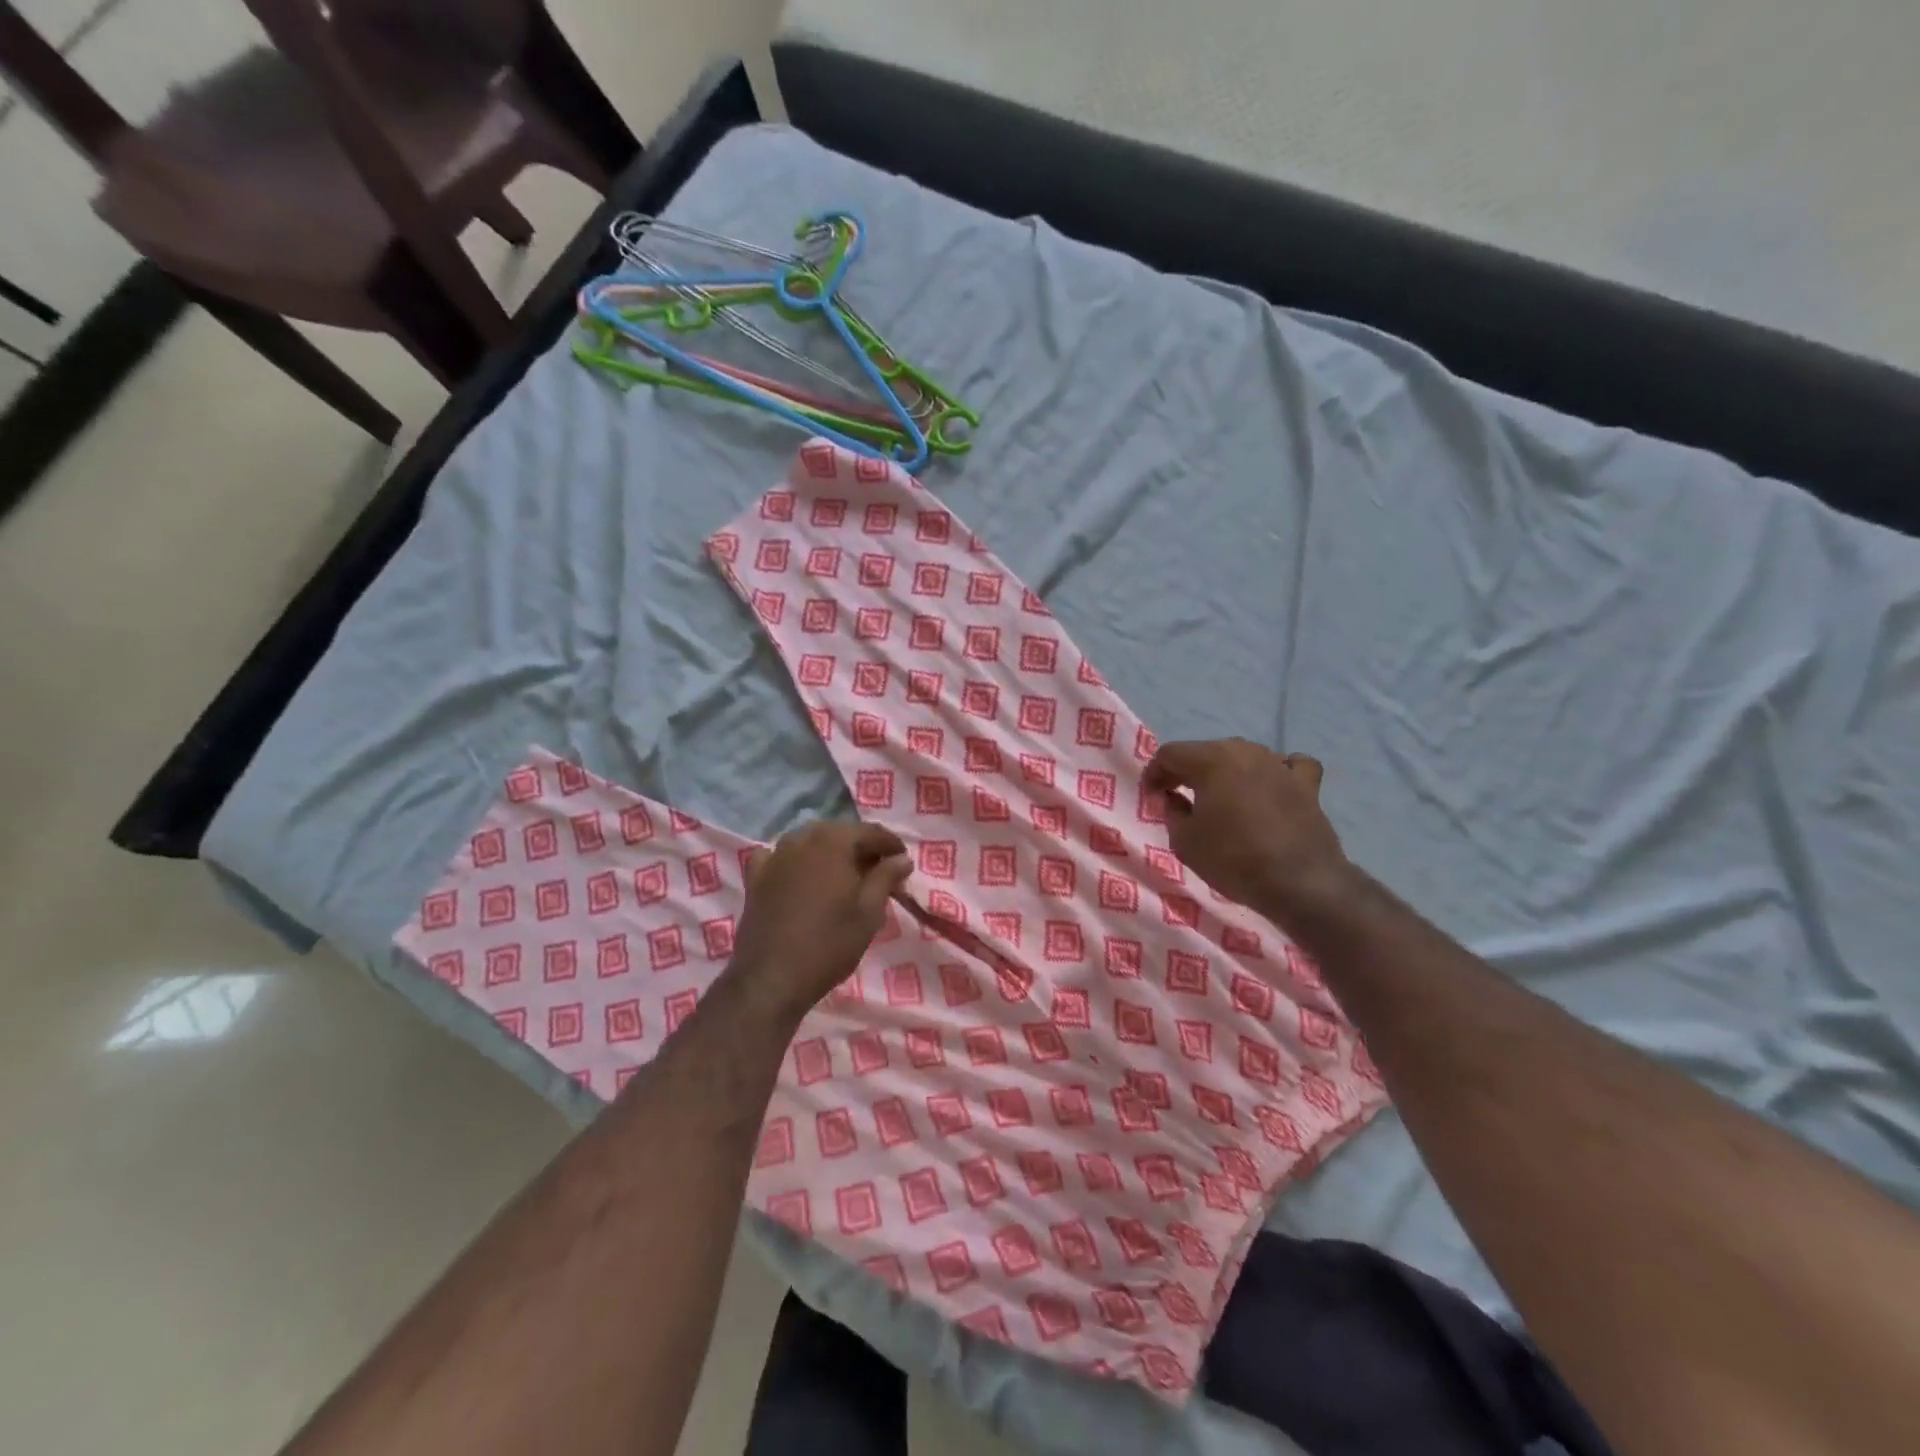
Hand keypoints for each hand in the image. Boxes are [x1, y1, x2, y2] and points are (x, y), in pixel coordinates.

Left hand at [725, 821, 912, 1024]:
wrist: (771, 978)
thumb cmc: (829, 944)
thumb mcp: (869, 912)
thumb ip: (886, 877)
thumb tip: (902, 858)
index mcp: (834, 842)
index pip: (869, 832)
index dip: (890, 844)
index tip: (903, 861)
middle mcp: (802, 839)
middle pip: (839, 833)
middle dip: (861, 846)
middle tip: (879, 870)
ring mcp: (775, 856)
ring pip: (810, 842)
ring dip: (830, 851)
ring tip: (845, 875)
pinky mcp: (756, 877)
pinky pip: (780, 856)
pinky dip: (796, 861)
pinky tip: (801, 875)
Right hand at [1143, 738, 1349, 919]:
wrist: (1300, 882)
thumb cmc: (1233, 860)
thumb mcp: (1184, 841)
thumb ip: (1172, 811)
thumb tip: (1173, 798)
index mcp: (1211, 760)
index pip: (1170, 754)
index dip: (1155, 773)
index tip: (1150, 795)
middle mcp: (1246, 751)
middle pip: (1206, 752)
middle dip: (1188, 771)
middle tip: (1178, 795)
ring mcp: (1280, 764)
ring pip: (1243, 756)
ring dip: (1226, 772)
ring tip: (1221, 797)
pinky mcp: (1307, 784)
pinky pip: (1288, 766)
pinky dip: (1275, 772)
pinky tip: (1271, 786)